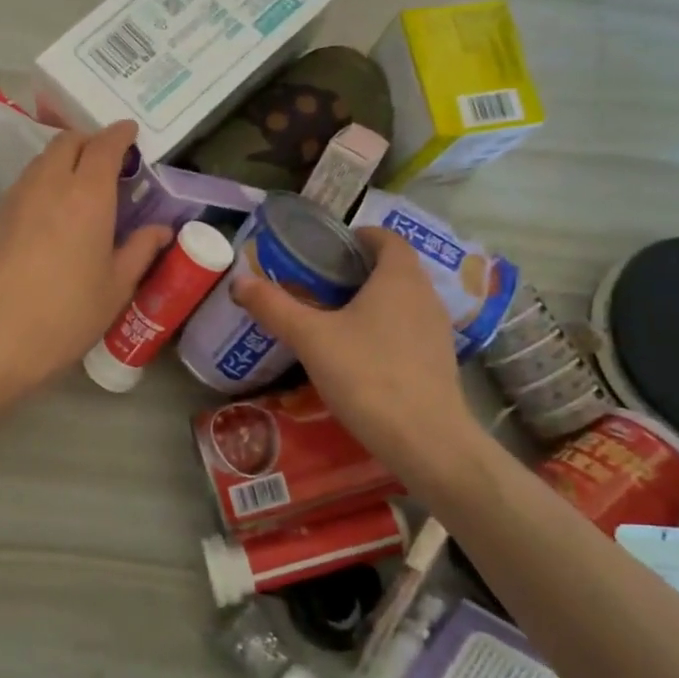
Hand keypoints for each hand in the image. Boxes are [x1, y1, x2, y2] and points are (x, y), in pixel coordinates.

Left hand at [0, 120, 168, 401]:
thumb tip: (161, 230)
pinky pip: (23, 184)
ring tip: (79, 187)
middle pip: (68, 141)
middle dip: (90, 141)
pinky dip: (42, 183)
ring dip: (63, 161)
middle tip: (107, 162)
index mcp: (87, 194)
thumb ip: (140, 250)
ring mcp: (15, 198)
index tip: (131, 133)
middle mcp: (49, 184)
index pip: (105, 145)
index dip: (120, 134)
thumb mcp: (116, 287)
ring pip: (41, 161)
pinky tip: (49, 214)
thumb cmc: (67, 315)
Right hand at [232, 227, 479, 482]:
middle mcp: (425, 295)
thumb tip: (239, 282)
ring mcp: (437, 330)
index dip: (357, 236)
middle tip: (317, 283)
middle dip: (357, 270)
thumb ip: (274, 306)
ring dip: (371, 300)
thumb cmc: (368, 375)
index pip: (386, 238)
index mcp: (399, 277)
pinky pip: (408, 329)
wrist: (426, 441)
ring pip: (402, 300)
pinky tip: (357, 354)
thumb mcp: (311, 338)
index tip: (325, 249)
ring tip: (332, 317)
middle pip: (393, 268)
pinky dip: (383, 328)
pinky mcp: (439, 361)